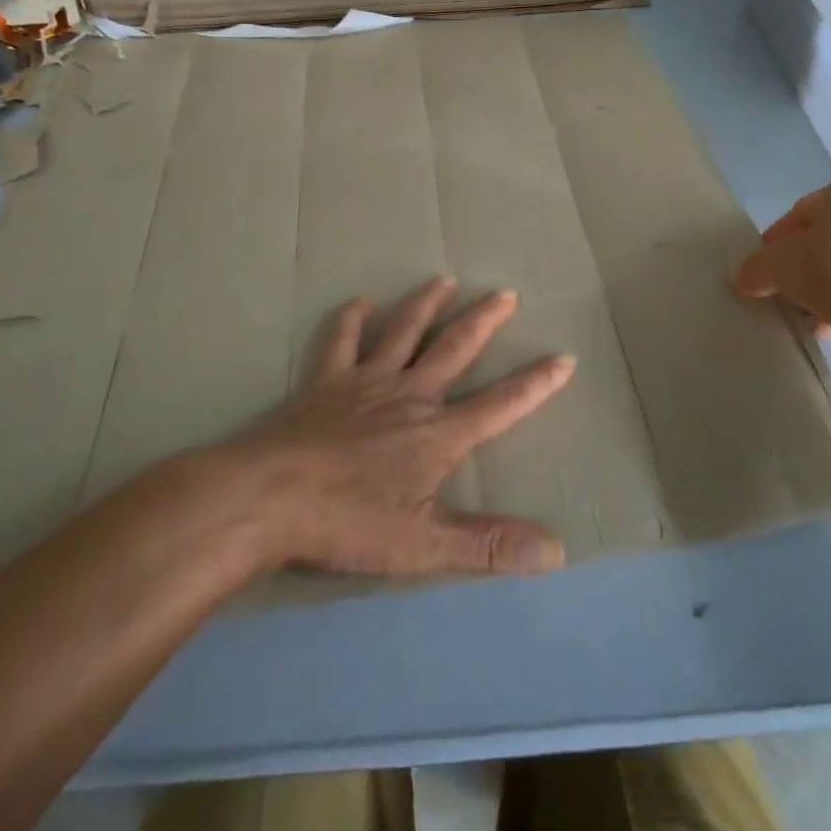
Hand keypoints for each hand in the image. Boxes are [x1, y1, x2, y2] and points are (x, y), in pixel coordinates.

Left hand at [229, 278, 575, 578]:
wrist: (267, 498)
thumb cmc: (348, 522)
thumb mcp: (424, 544)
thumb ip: (488, 543)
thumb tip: (556, 550)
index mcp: (437, 433)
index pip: (500, 404)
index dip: (535, 384)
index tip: (563, 357)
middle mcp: (408, 395)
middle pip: (454, 348)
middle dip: (483, 320)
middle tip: (505, 292)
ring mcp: (364, 382)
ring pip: (403, 331)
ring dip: (426, 304)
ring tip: (445, 280)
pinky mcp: (324, 382)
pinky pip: (341, 340)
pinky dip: (350, 319)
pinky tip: (360, 302)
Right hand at [733, 179, 830, 351]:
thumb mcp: (777, 265)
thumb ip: (755, 268)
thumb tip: (743, 279)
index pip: (799, 212)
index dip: (774, 241)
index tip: (761, 269)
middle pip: (824, 241)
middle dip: (799, 267)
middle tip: (778, 290)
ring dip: (821, 290)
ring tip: (800, 314)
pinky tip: (825, 328)